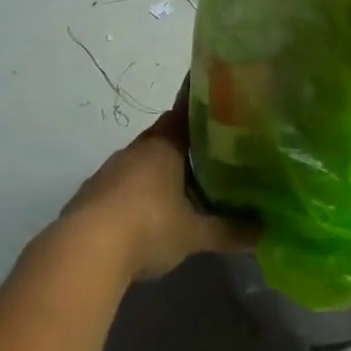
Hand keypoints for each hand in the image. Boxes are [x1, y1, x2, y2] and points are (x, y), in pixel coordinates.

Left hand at [61, 97, 256, 282]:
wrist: (85, 251)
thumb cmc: (149, 227)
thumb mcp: (194, 234)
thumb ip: (228, 231)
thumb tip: (265, 233)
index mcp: (164, 146)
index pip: (185, 112)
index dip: (200, 106)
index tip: (215, 99)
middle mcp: (136, 150)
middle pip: (163, 136)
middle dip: (182, 143)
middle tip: (208, 152)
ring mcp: (109, 170)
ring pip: (140, 161)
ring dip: (157, 169)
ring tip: (181, 183)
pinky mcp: (90, 194)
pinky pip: (120, 184)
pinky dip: (136, 191)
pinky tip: (147, 211)